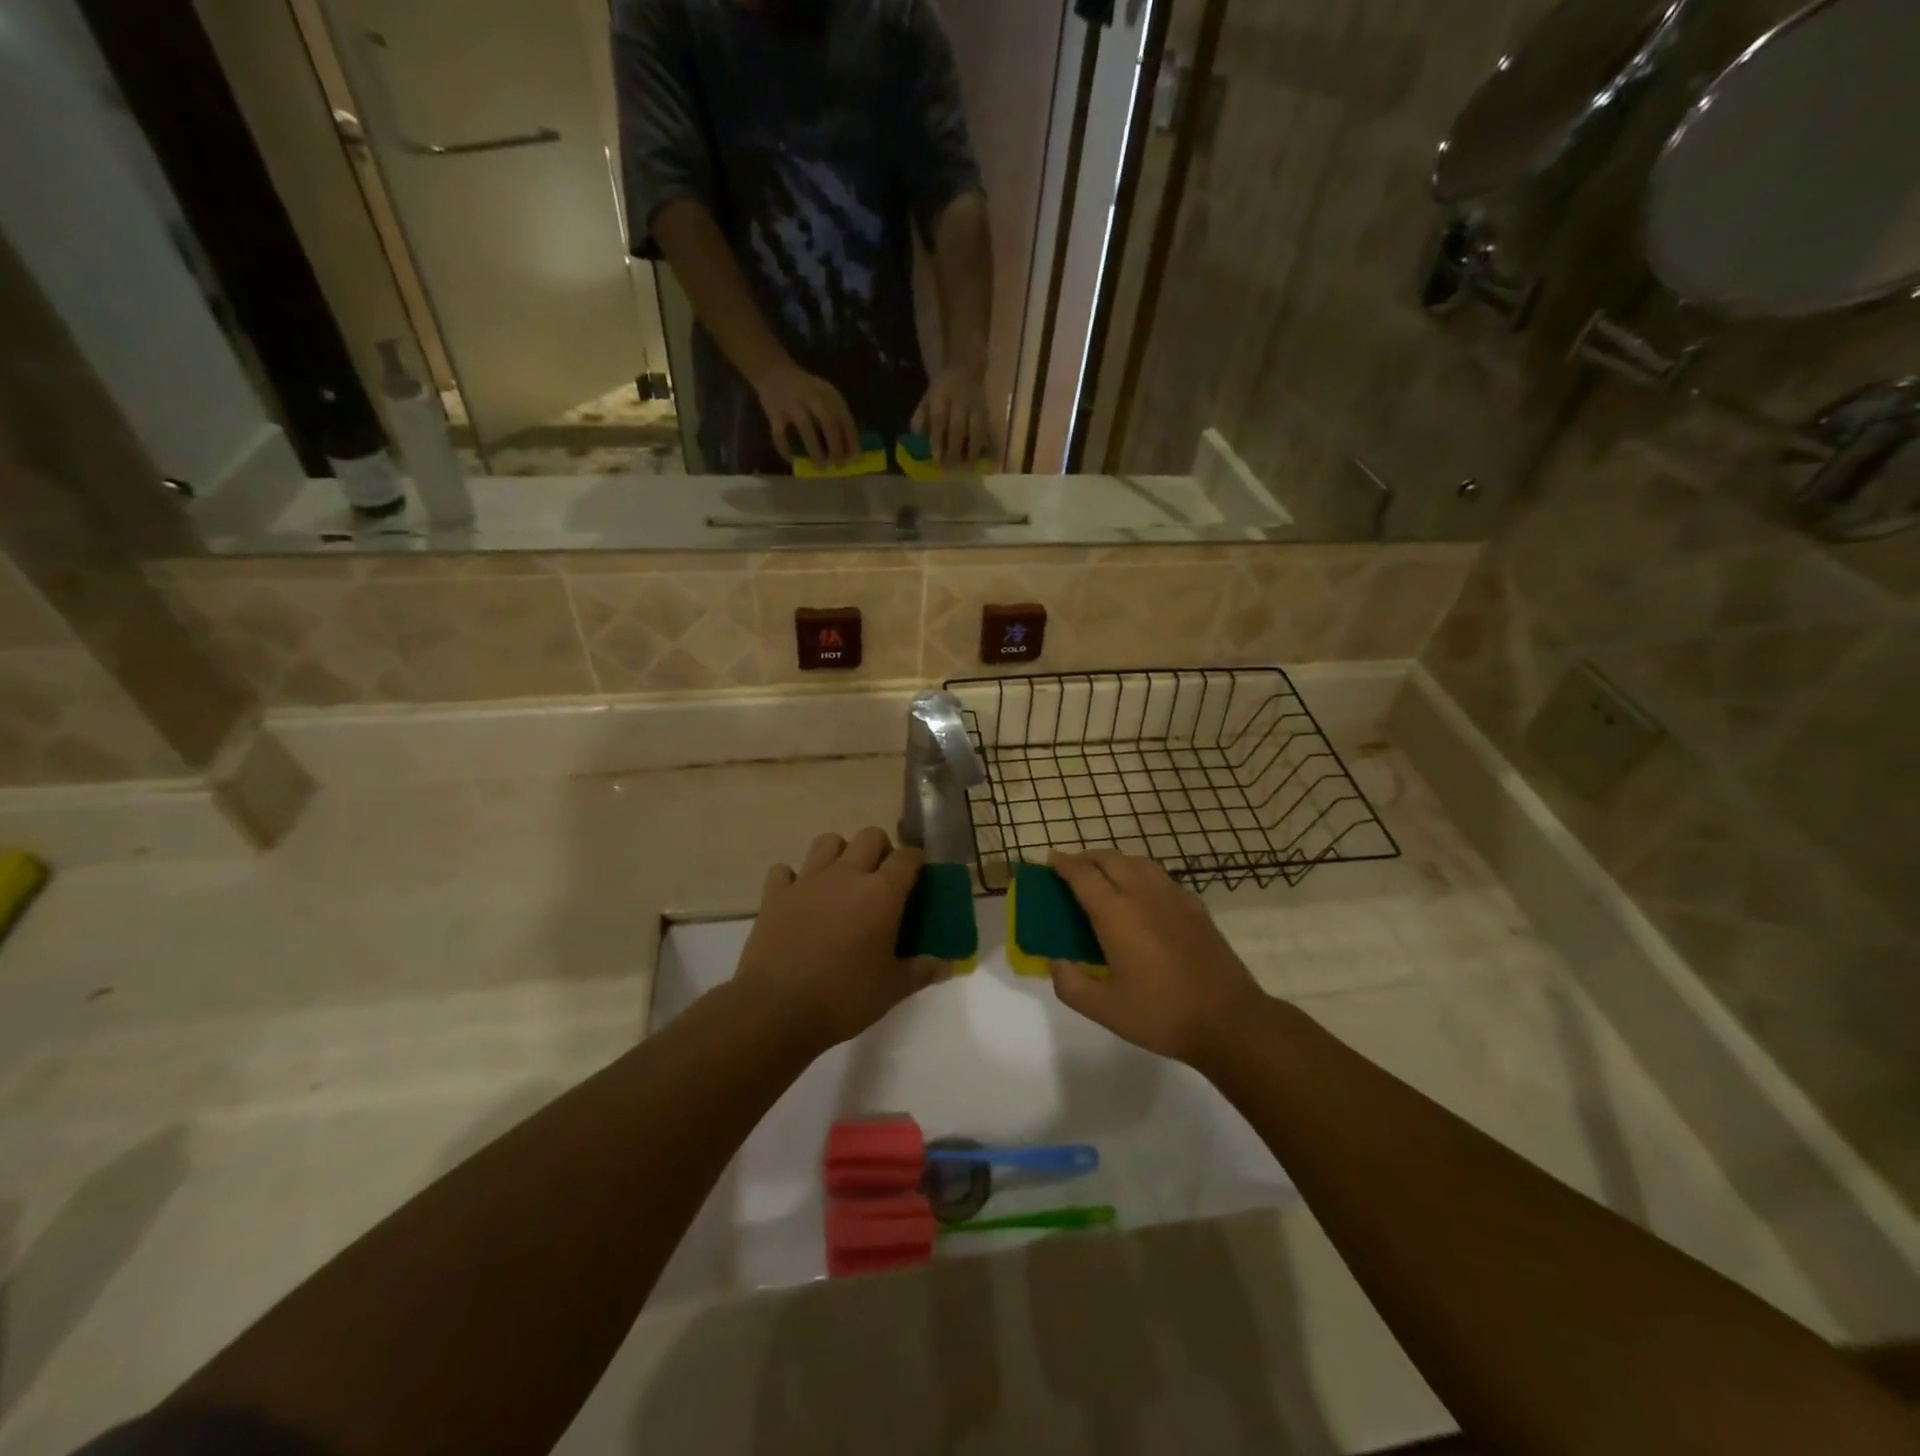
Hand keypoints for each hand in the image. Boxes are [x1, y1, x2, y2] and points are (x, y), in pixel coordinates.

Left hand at [734, 828, 939, 1049]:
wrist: (777, 1008)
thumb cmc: (845, 997)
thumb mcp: (893, 988)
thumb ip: (923, 970)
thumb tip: (948, 966)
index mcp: (881, 893)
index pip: (908, 858)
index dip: (917, 861)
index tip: (920, 875)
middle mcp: (846, 875)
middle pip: (869, 836)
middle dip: (881, 849)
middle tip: (882, 878)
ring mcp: (807, 881)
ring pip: (827, 841)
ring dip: (839, 853)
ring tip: (842, 880)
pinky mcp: (775, 895)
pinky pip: (784, 870)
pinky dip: (793, 878)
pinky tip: (799, 898)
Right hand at [755, 361, 858, 467]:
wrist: (773, 370)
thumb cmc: (806, 390)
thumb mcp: (826, 396)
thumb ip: (836, 417)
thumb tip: (849, 449)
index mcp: (829, 395)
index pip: (845, 418)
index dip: (852, 440)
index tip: (857, 460)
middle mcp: (813, 397)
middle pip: (828, 422)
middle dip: (836, 446)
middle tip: (839, 465)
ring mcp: (793, 404)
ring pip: (806, 428)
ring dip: (815, 450)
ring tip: (820, 468)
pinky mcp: (774, 412)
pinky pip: (780, 434)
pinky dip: (786, 449)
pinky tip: (792, 461)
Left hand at [912, 361, 992, 468]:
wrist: (966, 367)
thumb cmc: (943, 389)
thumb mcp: (927, 398)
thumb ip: (920, 418)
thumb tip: (917, 441)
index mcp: (941, 396)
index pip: (939, 420)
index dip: (937, 440)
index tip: (936, 458)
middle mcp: (960, 400)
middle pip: (958, 428)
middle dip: (954, 450)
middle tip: (950, 468)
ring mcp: (976, 406)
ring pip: (977, 430)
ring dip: (973, 451)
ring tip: (969, 468)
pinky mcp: (988, 411)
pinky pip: (989, 430)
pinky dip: (991, 445)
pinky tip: (989, 460)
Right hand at [1046, 850, 1265, 1063]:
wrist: (1229, 1020)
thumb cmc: (1161, 1014)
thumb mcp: (1104, 1009)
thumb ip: (1070, 984)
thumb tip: (1055, 962)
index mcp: (1116, 913)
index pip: (1083, 875)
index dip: (1063, 864)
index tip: (1050, 859)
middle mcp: (1143, 894)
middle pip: (1110, 859)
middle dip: (1086, 858)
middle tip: (1071, 868)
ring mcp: (1173, 897)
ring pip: (1137, 862)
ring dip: (1114, 861)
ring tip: (1103, 874)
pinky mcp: (1195, 907)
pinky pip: (1159, 876)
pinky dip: (1140, 873)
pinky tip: (1141, 893)